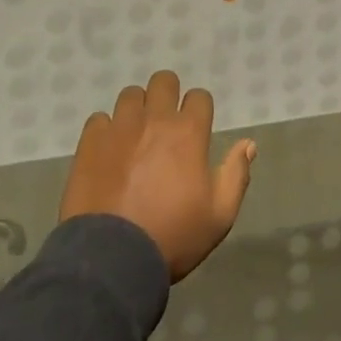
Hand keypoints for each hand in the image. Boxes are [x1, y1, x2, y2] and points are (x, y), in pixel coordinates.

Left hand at [60, 69, 256, 280]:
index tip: (196, 128)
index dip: (199, 109)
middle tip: (165, 122)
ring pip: (131, 95)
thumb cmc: (172, 237)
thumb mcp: (219, 216)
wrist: (112, 258)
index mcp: (188, 133)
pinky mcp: (91, 142)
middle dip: (168, 94)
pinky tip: (108, 150)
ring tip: (135, 134)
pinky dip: (106, 129)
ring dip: (137, 109)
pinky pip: (99, 119)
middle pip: (164, 81)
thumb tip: (249, 144)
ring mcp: (120, 127)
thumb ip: (236, 175)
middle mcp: (155, 120)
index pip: (199, 96)